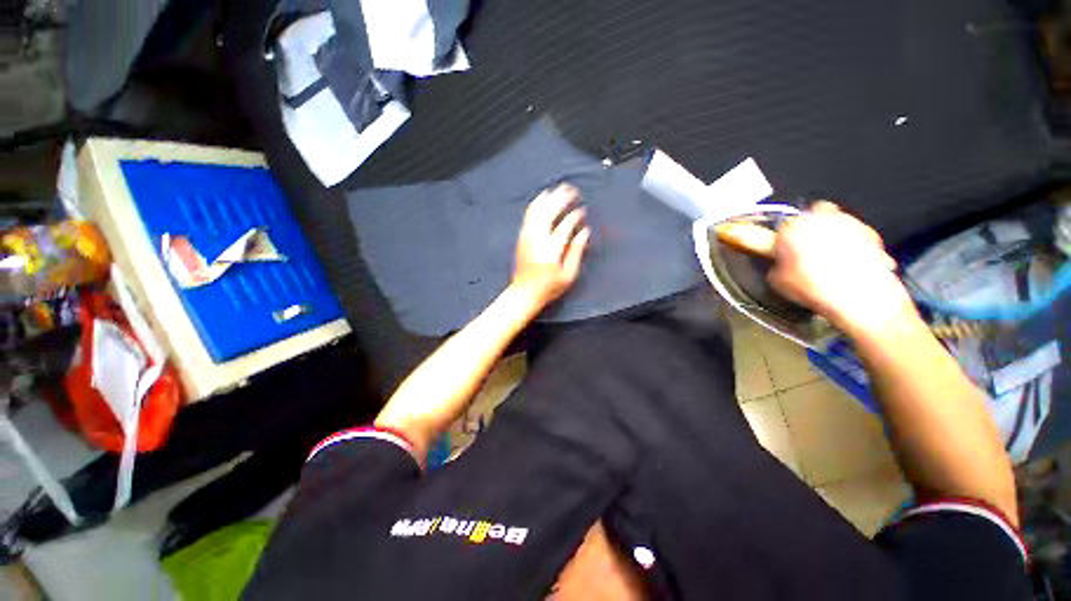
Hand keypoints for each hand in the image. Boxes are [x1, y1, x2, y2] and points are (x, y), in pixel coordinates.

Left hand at [511, 183, 590, 309]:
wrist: (524, 293)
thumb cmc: (549, 287)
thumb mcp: (568, 275)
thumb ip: (576, 251)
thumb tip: (584, 232)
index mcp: (551, 250)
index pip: (565, 226)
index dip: (574, 216)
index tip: (582, 210)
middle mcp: (537, 239)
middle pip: (549, 211)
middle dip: (561, 198)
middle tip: (572, 190)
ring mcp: (527, 236)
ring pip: (537, 210)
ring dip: (549, 197)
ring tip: (559, 189)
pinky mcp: (521, 237)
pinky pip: (529, 215)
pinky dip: (537, 204)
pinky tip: (543, 198)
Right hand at [767, 202, 916, 335]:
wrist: (858, 295)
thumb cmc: (814, 286)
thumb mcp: (778, 281)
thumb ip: (778, 265)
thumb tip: (781, 265)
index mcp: (793, 227)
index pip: (783, 225)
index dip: (783, 238)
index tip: (783, 249)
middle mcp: (821, 218)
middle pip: (813, 215)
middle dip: (810, 229)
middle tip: (806, 249)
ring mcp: (849, 223)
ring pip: (836, 223)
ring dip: (831, 236)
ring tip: (829, 261)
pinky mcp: (871, 234)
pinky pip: (856, 235)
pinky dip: (852, 246)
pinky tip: (847, 266)